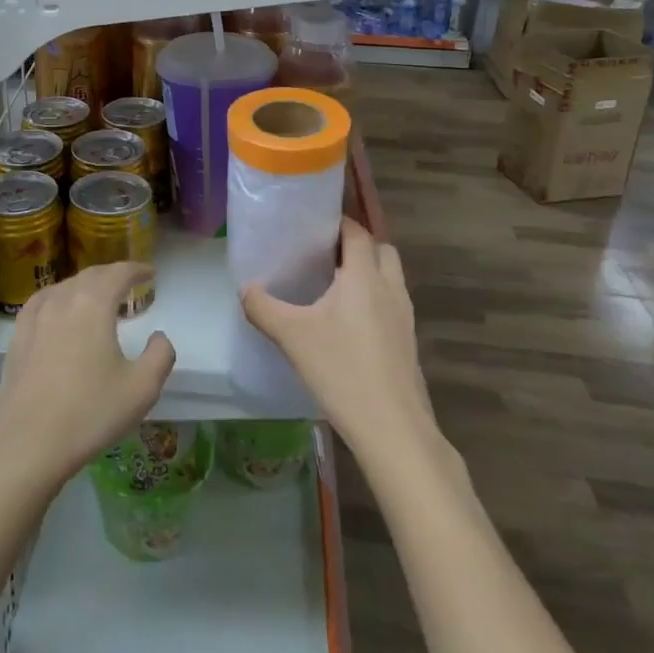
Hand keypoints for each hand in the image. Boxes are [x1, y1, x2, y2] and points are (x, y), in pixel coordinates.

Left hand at [0, 262, 174, 491]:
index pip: (118, 273)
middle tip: (127, 283)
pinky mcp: (18, 337)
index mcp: (93, 305)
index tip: (150, 273)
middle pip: (90, 276)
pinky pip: (41, 302)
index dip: (136, 269)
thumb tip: (158, 336)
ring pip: (64, 287)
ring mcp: (35, 318)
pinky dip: (57, 297)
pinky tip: (57, 309)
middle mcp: (63, 301)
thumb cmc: (90, 413)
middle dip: (111, 275)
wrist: (29, 443)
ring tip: (97, 296)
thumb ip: (160, 355)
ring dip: (85, 285)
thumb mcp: (142, 388)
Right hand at [242, 219, 436, 461]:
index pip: (358, 232)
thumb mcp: (292, 337)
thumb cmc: (342, 371)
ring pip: (390, 277)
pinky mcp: (408, 343)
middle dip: (357, 245)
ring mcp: (404, 317)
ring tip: (333, 287)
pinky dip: (374, 300)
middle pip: (381, 249)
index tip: (313, 224)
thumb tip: (245, 289)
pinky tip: (347, 324)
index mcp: (364, 277)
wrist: (394, 430)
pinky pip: (392, 304)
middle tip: (324, 254)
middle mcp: (390, 288)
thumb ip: (263, 308)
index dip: (339, 222)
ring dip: (368, 272)